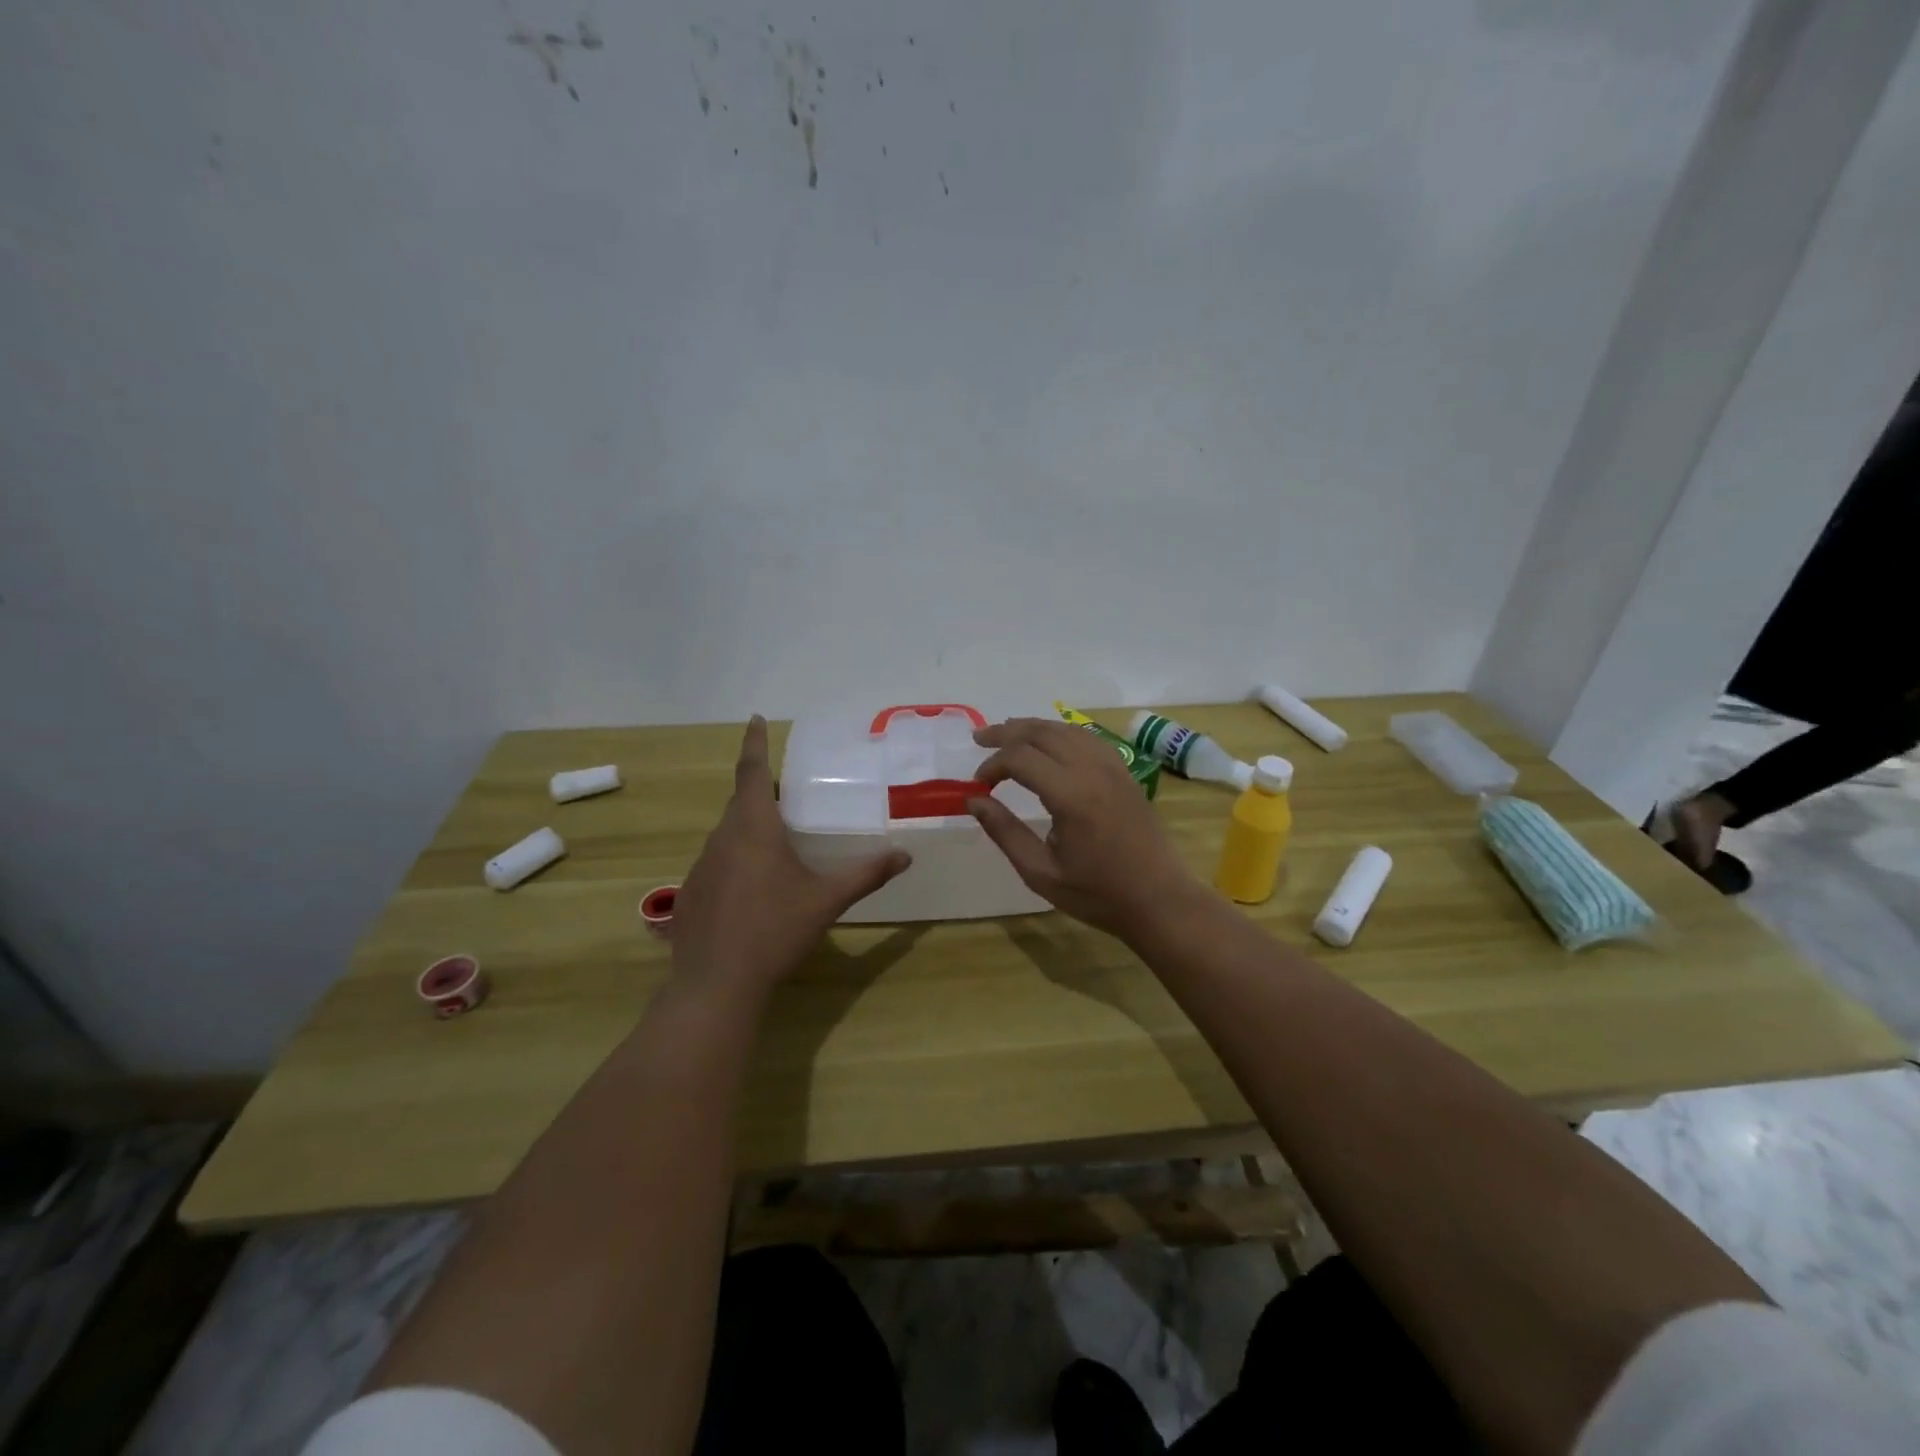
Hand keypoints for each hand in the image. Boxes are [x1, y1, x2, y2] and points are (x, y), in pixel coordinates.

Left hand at [672, 716, 910, 1000]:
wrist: (716, 985)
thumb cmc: (775, 931)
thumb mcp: (826, 901)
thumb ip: (866, 874)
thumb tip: (905, 856)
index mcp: (754, 828)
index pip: (752, 771)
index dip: (754, 742)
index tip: (754, 718)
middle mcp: (722, 838)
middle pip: (740, 803)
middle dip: (760, 792)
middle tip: (786, 794)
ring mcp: (700, 866)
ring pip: (727, 834)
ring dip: (749, 829)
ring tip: (775, 844)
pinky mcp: (691, 893)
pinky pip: (716, 862)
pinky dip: (735, 860)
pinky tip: (752, 890)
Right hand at [967, 717, 1199, 939]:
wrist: (1159, 900)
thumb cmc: (1098, 894)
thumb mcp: (1041, 873)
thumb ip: (1005, 833)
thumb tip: (974, 801)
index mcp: (1071, 796)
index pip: (1020, 758)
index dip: (993, 765)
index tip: (978, 785)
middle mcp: (1093, 771)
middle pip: (1042, 733)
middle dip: (1007, 732)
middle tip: (980, 739)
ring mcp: (1113, 767)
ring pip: (1066, 729)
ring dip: (1033, 728)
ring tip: (1007, 734)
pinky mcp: (1125, 772)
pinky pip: (1088, 738)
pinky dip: (1061, 733)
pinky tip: (1049, 742)